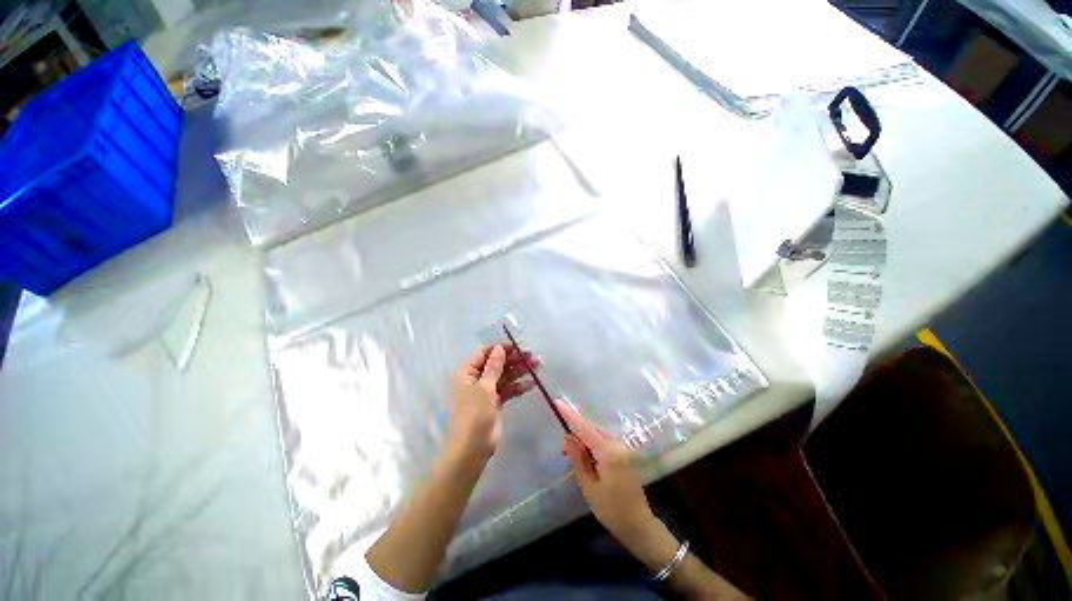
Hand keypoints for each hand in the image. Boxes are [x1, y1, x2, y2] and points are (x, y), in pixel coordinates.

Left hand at [447, 344, 538, 465]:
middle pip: (497, 364)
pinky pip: (508, 390)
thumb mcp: (484, 387)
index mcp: (467, 373)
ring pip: (505, 376)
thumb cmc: (475, 413)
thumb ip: (494, 366)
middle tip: (532, 356)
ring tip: (538, 365)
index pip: (484, 354)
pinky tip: (532, 383)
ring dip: (520, 371)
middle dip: (514, 360)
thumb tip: (499, 348)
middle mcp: (476, 379)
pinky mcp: (495, 402)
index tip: (517, 345)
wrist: (473, 447)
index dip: (500, 348)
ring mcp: (486, 391)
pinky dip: (518, 386)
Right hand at [557, 400, 658, 548]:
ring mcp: (622, 448)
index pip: (585, 428)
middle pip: (592, 429)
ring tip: (571, 452)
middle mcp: (617, 444)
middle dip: (576, 431)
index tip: (558, 402)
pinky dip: (592, 444)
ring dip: (584, 439)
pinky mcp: (623, 454)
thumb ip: (578, 458)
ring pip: (597, 435)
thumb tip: (568, 436)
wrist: (639, 525)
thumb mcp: (589, 486)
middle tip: (563, 448)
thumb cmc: (611, 510)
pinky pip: (603, 441)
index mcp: (608, 452)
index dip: (570, 415)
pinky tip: (585, 455)